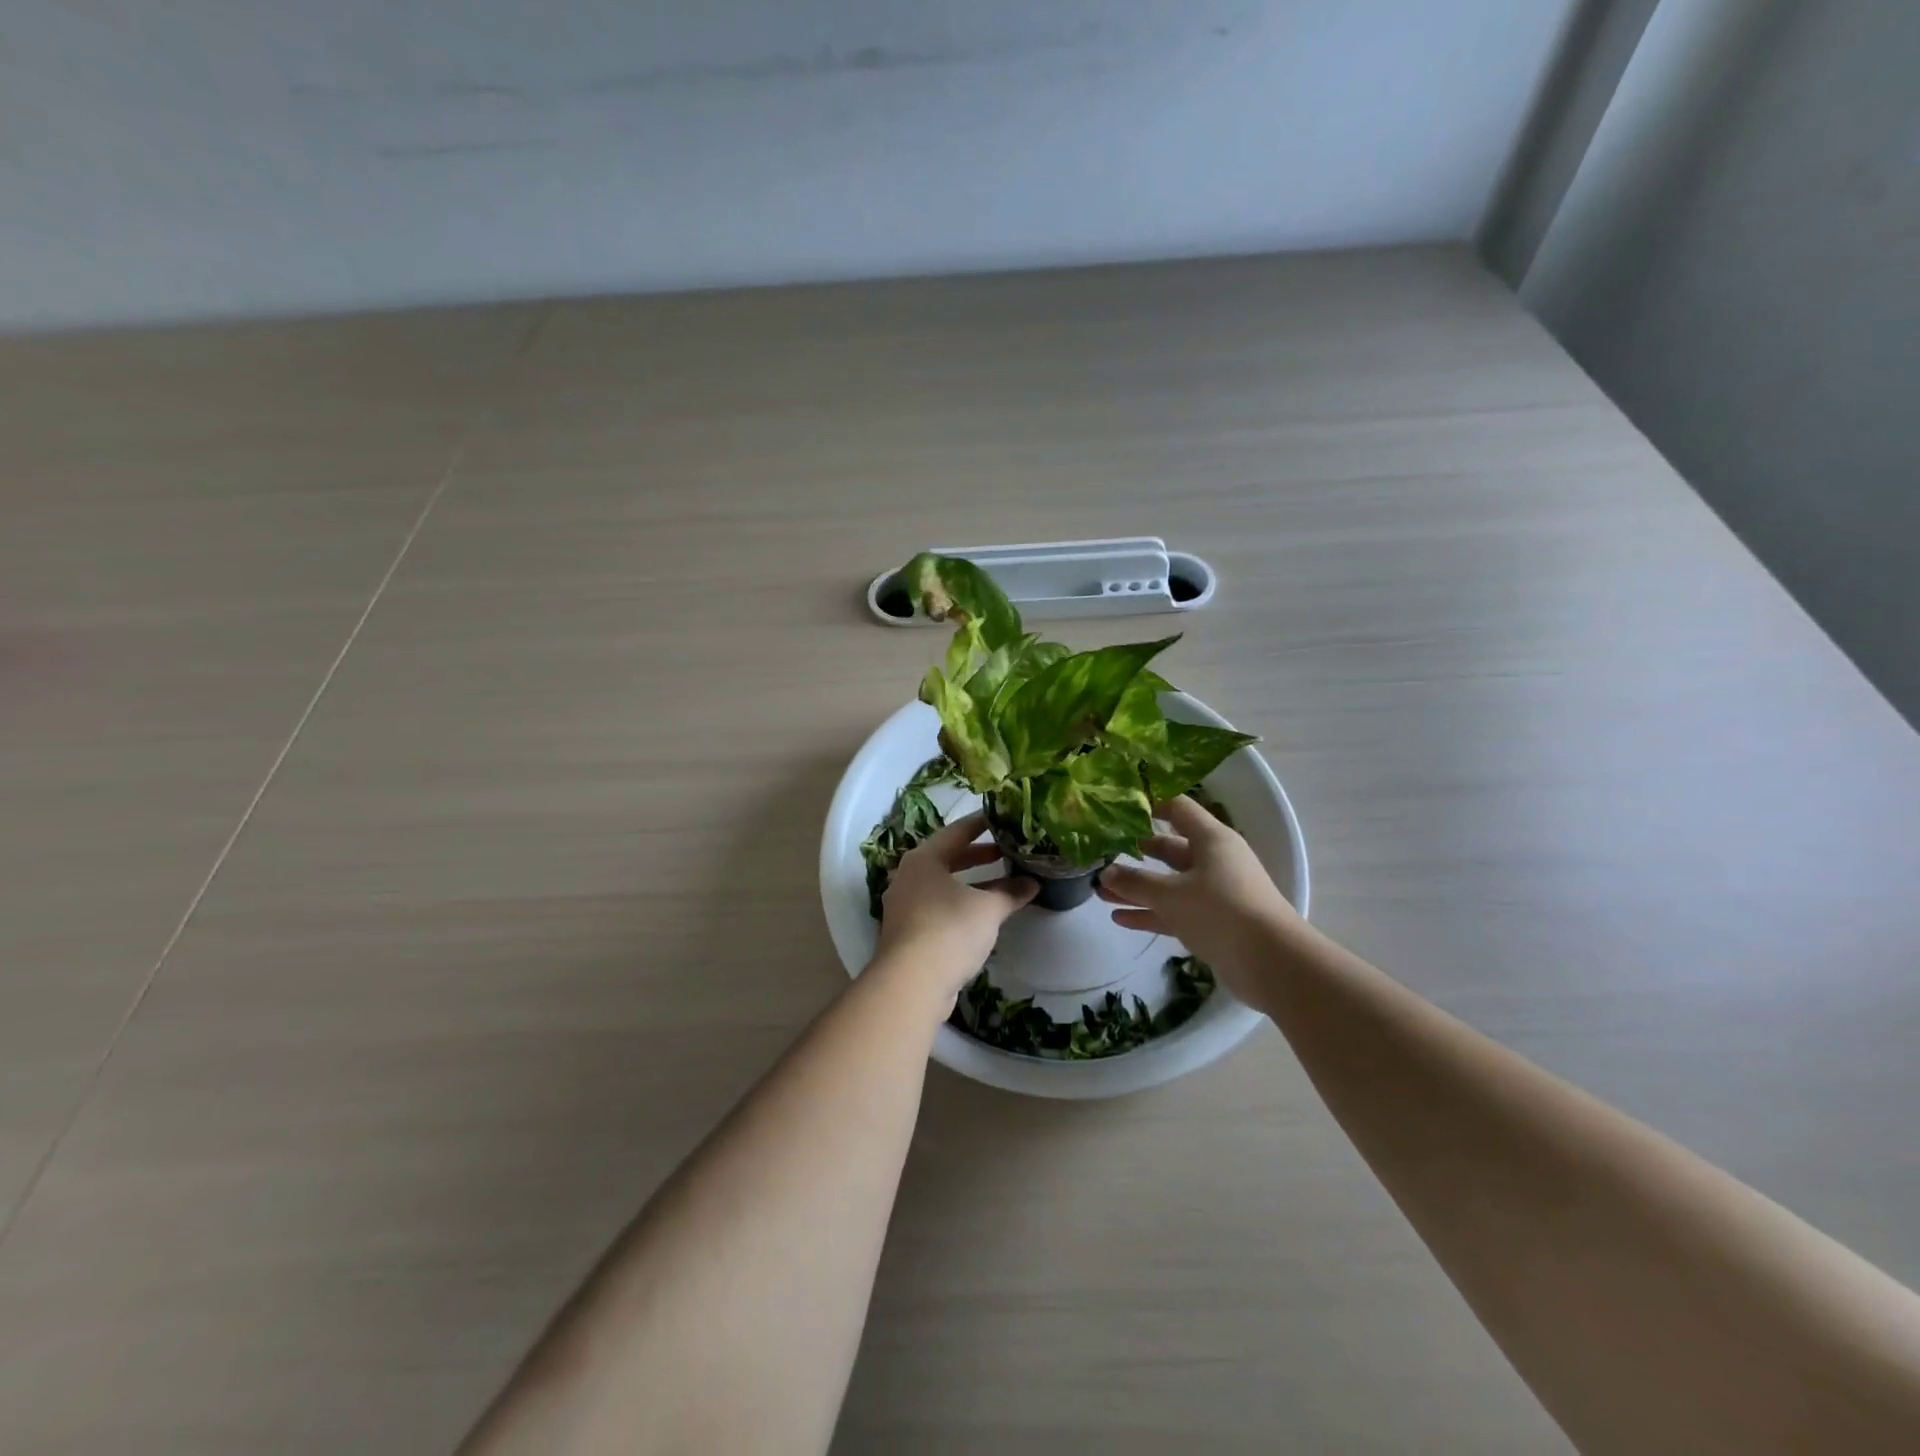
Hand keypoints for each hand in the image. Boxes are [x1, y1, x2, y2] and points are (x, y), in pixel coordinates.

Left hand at [875, 810, 1037, 1002]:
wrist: (911, 982)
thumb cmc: (950, 930)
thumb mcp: (988, 908)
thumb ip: (1010, 892)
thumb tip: (1033, 883)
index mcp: (923, 859)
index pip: (956, 832)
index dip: (980, 824)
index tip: (1000, 818)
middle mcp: (908, 876)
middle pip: (947, 858)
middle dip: (977, 856)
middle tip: (1004, 852)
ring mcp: (903, 905)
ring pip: (942, 885)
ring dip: (970, 884)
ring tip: (999, 884)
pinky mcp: (906, 932)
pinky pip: (937, 908)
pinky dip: (959, 905)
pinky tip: (980, 915)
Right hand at [1095, 796, 1300, 998]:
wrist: (1271, 962)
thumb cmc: (1221, 910)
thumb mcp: (1172, 894)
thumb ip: (1135, 883)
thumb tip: (1104, 874)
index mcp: (1211, 840)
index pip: (1178, 809)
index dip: (1150, 804)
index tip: (1118, 807)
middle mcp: (1214, 860)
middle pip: (1170, 848)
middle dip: (1137, 851)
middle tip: (1103, 851)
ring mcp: (1214, 893)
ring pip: (1169, 883)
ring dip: (1137, 887)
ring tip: (1101, 890)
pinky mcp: (1212, 923)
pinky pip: (1174, 911)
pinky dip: (1150, 913)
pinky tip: (1119, 917)